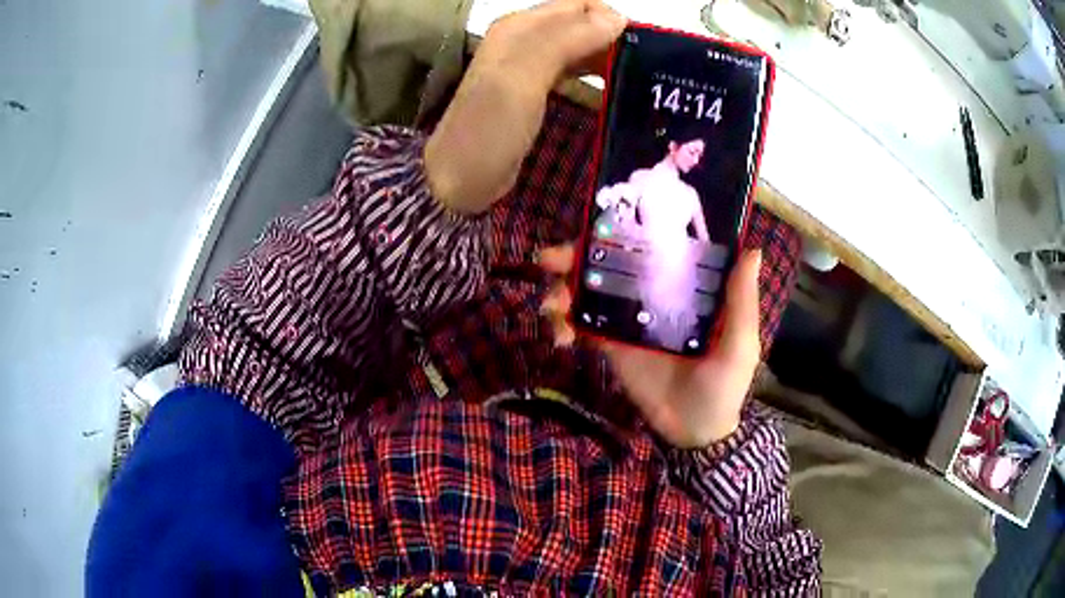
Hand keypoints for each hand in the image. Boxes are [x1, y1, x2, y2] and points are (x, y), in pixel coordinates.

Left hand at [425, 0, 625, 213]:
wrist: (458, 180)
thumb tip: (617, 18)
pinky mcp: (538, 93)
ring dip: (610, 59)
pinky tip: (618, 93)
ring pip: (582, 50)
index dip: (614, 20)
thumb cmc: (489, 127)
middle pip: (583, 26)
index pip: (580, 6)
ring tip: (643, 81)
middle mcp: (527, 40)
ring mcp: (531, 68)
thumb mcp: (523, 77)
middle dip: (616, 40)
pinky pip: (576, 75)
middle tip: (651, 69)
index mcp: (521, 28)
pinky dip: (598, 79)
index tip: (646, 49)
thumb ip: (567, 41)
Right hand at [539, 245, 762, 447]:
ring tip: (550, 305)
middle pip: (610, 263)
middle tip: (549, 259)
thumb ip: (742, 302)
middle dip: (575, 257)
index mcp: (684, 286)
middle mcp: (653, 294)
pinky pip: (581, 326)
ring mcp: (628, 319)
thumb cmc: (725, 385)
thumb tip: (752, 249)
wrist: (694, 432)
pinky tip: (559, 335)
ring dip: (562, 290)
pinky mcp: (610, 345)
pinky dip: (563, 324)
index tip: (596, 223)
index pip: (652, 246)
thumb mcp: (741, 344)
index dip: (623, 229)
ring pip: (589, 291)